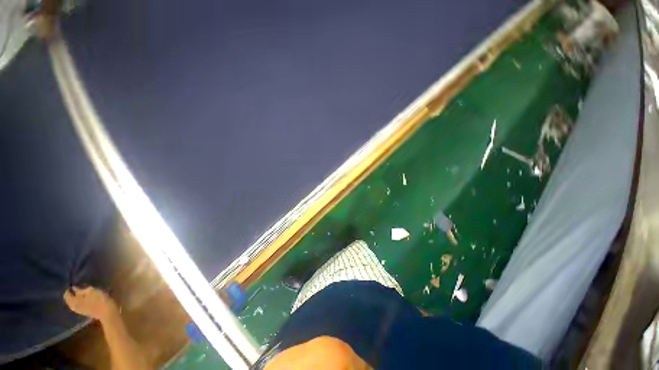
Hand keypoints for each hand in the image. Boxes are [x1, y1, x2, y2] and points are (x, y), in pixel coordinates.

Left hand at [64, 286, 117, 320]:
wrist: (107, 311)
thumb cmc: (99, 299)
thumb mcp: (91, 291)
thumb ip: (81, 290)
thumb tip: (74, 288)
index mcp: (73, 301)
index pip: (66, 294)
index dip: (69, 289)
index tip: (73, 284)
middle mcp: (73, 307)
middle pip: (69, 300)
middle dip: (72, 294)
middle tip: (77, 288)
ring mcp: (79, 311)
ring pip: (74, 303)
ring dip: (76, 298)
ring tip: (81, 293)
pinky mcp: (85, 312)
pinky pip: (79, 306)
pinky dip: (80, 301)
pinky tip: (85, 299)